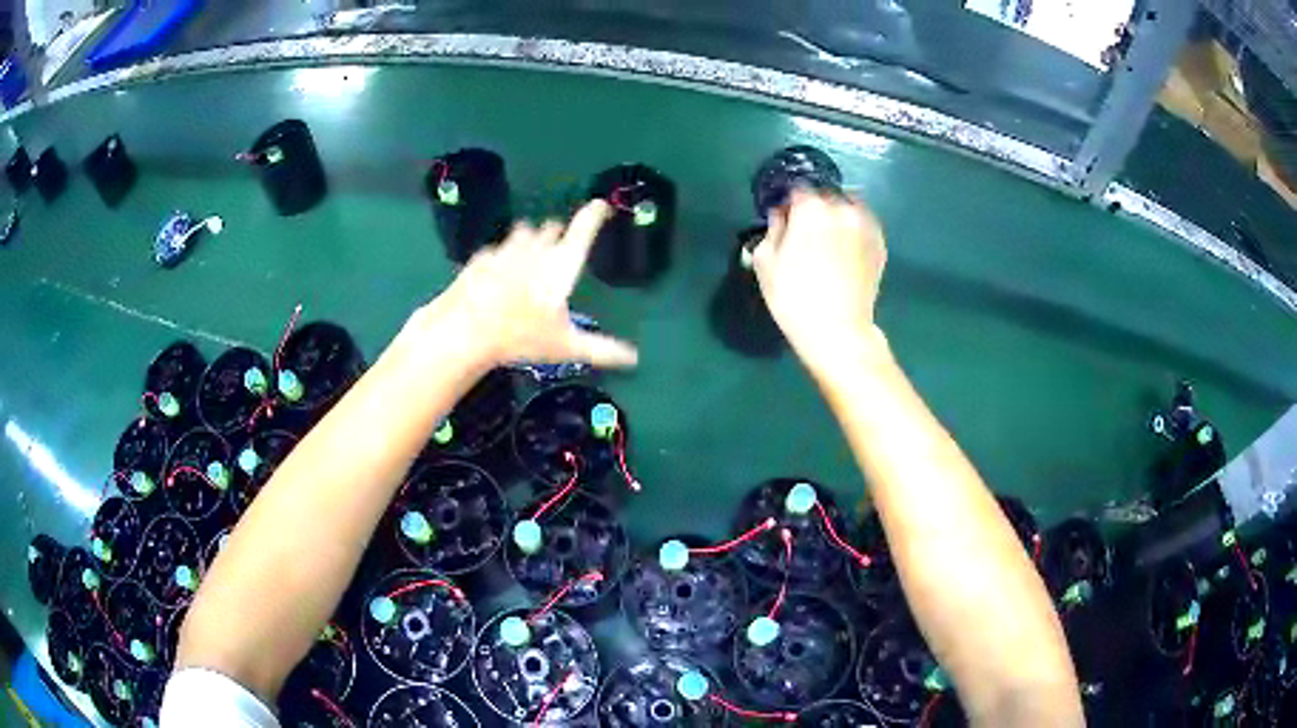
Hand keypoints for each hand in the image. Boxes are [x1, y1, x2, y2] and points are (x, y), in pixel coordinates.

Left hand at [413, 200, 638, 369]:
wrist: (465, 330)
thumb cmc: (522, 336)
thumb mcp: (566, 347)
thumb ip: (602, 348)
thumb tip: (634, 358)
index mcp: (562, 263)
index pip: (585, 227)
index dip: (595, 213)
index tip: (601, 205)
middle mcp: (537, 248)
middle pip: (552, 228)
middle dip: (558, 235)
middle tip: (559, 251)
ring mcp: (506, 249)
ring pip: (523, 233)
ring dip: (530, 240)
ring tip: (528, 261)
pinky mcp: (481, 257)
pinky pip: (497, 249)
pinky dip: (501, 257)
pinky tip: (497, 276)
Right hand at [751, 189, 886, 364]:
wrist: (838, 330)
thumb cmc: (794, 297)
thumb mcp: (766, 262)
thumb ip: (772, 229)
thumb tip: (781, 215)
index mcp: (811, 208)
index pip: (797, 189)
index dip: (789, 202)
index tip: (784, 217)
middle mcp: (842, 208)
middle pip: (825, 196)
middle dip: (814, 207)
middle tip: (806, 230)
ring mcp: (865, 225)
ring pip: (848, 207)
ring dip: (837, 215)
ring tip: (830, 238)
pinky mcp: (880, 243)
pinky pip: (864, 224)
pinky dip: (855, 228)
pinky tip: (847, 247)